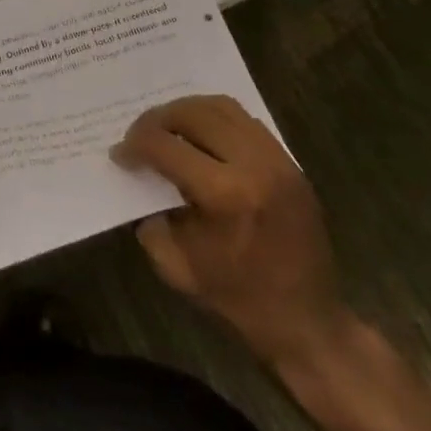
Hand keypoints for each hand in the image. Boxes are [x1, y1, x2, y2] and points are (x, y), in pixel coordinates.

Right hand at [113, 95, 353, 375]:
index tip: (120, 154)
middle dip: (158, 119)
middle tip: (140, 136)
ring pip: (221, 107)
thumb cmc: (240, 301)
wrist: (309, 323)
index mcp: (225, 195)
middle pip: (193, 113)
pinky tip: (202, 138)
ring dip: (187, 111)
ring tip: (169, 129)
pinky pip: (245, 120)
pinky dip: (215, 119)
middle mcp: (253, 165)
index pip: (166, 146)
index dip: (135, 145)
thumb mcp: (179, 268)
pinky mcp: (290, 161)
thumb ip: (151, 220)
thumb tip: (140, 180)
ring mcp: (277, 159)